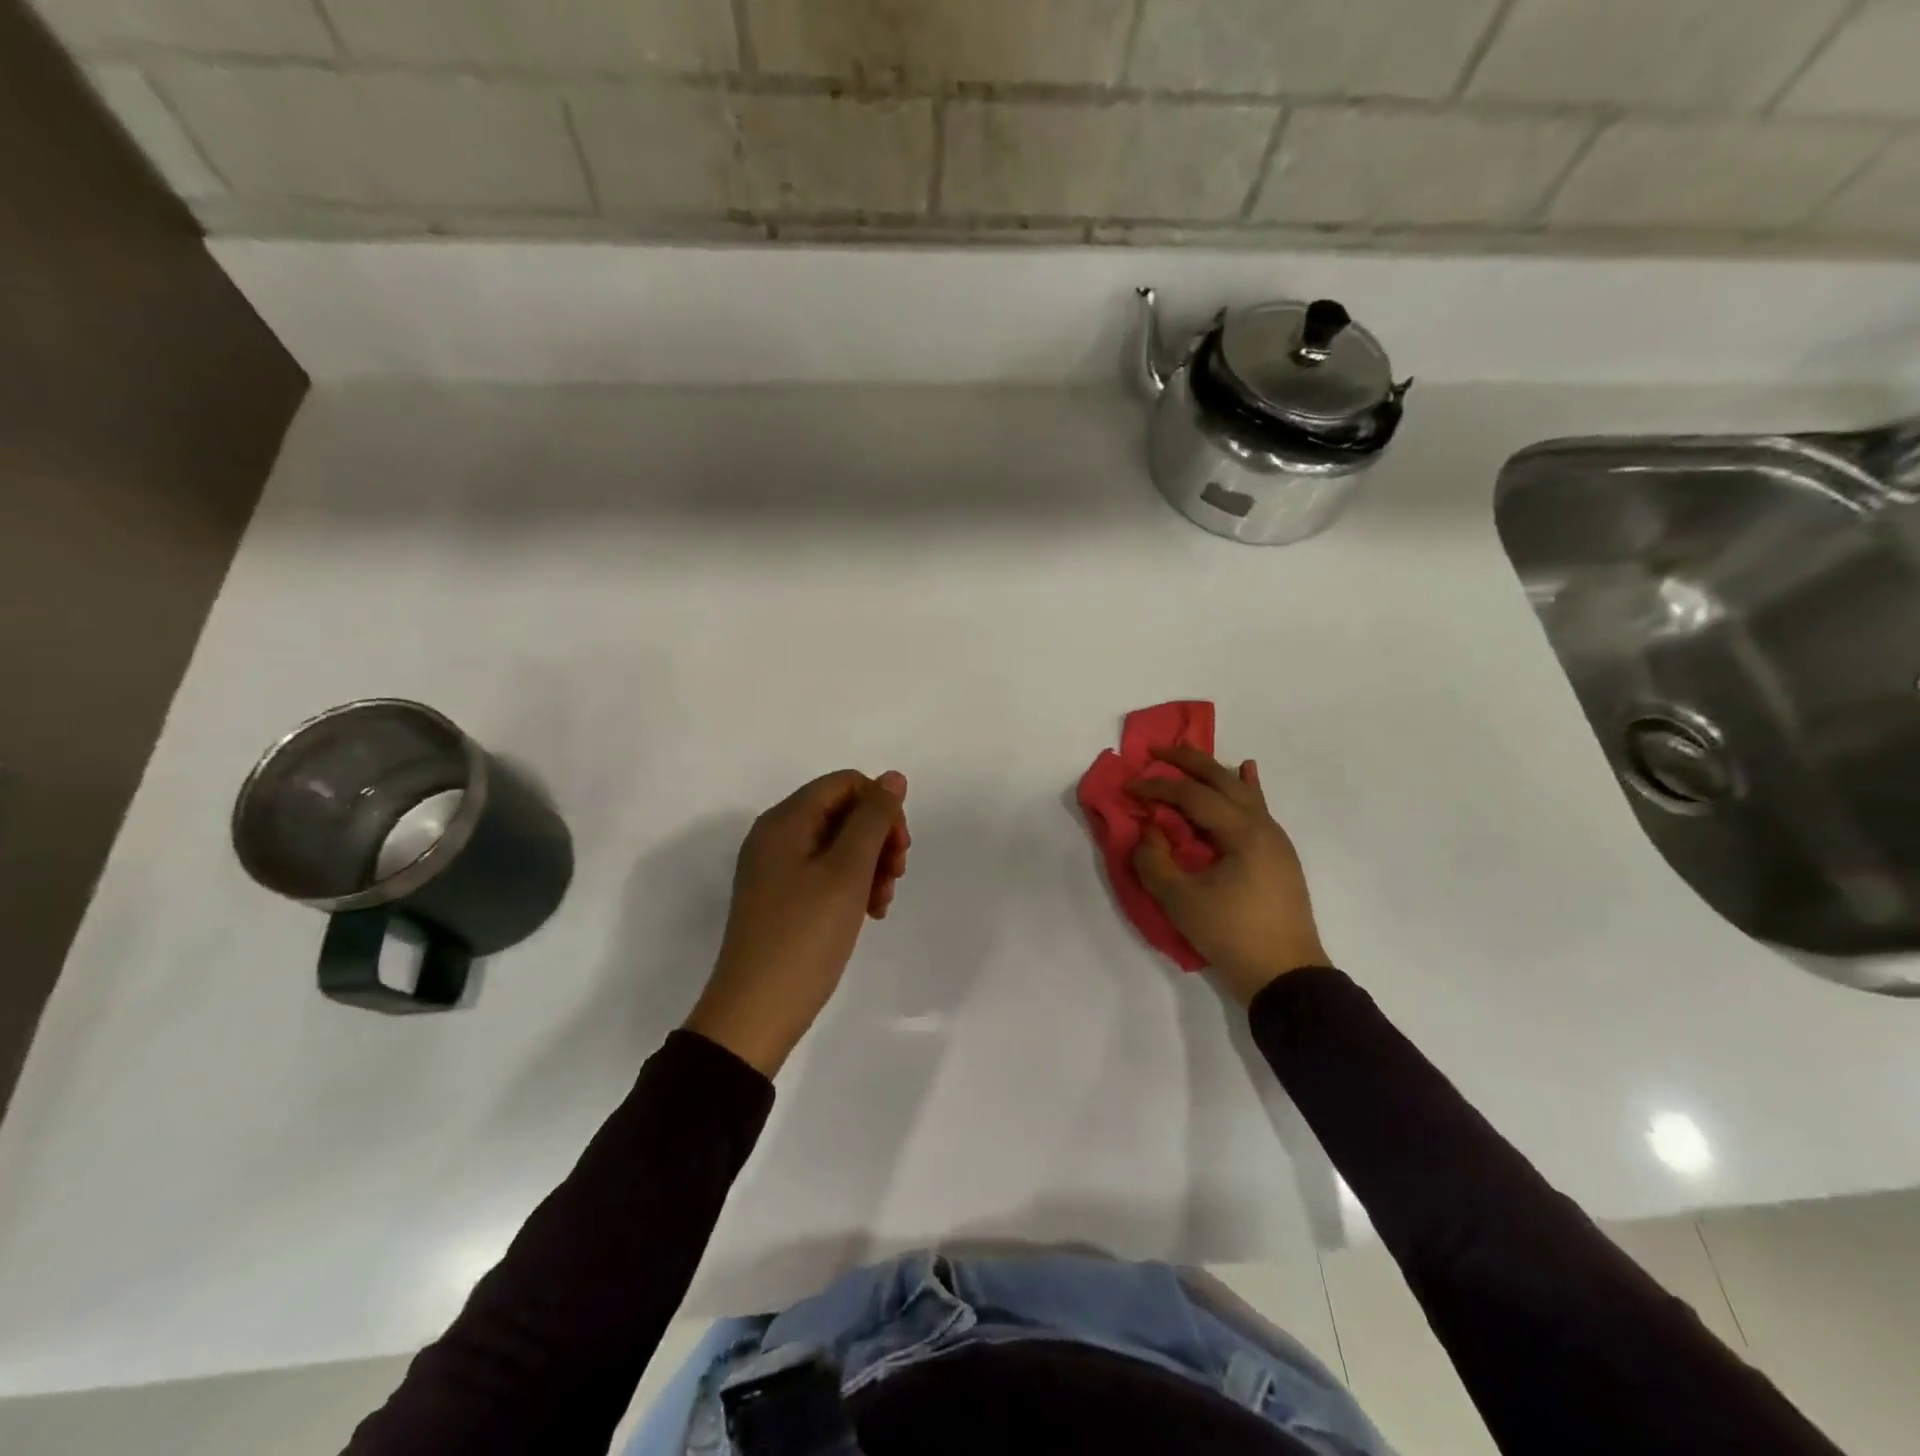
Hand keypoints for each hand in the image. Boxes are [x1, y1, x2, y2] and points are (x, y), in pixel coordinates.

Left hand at [685, 770, 908, 1075]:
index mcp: (785, 821)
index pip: (846, 784)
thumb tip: (893, 777)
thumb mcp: (847, 872)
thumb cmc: (805, 936)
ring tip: (882, 902)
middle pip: (842, 812)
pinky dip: (852, 885)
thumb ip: (873, 819)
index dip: (881, 807)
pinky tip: (868, 913)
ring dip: (870, 865)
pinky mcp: (781, 898)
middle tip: (895, 876)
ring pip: (838, 845)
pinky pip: (825, 873)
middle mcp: (776, 836)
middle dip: (878, 838)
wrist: (755, 1013)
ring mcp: (776, 869)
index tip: (899, 848)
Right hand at [1127, 746, 1326, 1006]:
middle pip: (1221, 780)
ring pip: (1242, 791)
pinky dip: (1246, 787)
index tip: (1128, 787)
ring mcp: (1275, 839)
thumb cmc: (1232, 936)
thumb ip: (1155, 861)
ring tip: (1191, 755)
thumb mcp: (1181, 901)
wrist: (1287, 977)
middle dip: (1187, 761)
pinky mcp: (1278, 856)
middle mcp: (1262, 825)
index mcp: (1241, 831)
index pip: (1191, 796)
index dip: (1157, 788)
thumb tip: (1149, 832)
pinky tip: (1247, 772)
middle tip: (1157, 750)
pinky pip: (1258, 808)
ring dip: (1213, 771)